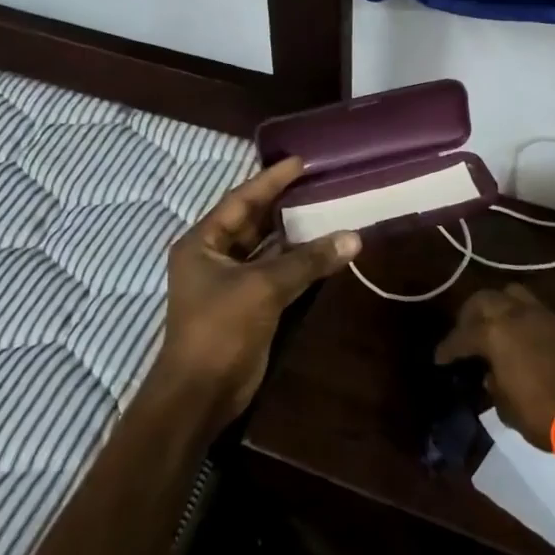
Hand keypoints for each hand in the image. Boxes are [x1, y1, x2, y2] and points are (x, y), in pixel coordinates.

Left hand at [158, 157, 360, 432]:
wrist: (201, 393)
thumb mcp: (263, 287)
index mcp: (202, 242)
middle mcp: (213, 256)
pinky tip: (324, 250)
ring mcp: (230, 282)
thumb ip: (307, 261)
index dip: (271, 180)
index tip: (300, 162)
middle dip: (284, 204)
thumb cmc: (221, 329)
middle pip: (253, 221)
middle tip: (319, 183)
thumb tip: (353, 237)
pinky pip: (275, 273)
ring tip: (327, 209)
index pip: (241, 200)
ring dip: (294, 234)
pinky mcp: (247, 304)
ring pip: (267, 248)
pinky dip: (298, 262)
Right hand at [434, 285, 554, 451]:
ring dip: (500, 307)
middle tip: (466, 333)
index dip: (448, 347)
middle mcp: (518, 315)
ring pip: (514, 295)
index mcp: (496, 333)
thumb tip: (491, 374)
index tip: (440, 358)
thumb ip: (494, 384)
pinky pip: (539, 313)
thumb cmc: (543, 415)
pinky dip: (527, 321)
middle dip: (471, 314)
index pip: (462, 336)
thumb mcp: (506, 407)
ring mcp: (546, 316)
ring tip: (496, 327)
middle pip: (485, 299)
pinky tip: (528, 341)